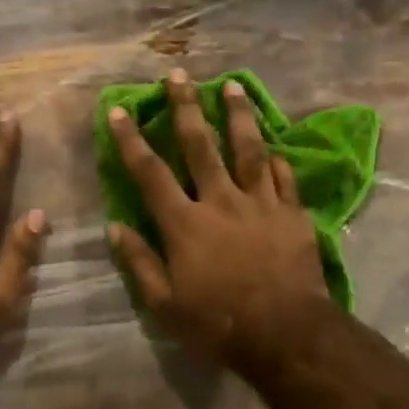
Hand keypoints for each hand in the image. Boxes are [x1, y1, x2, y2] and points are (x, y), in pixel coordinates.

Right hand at [107, 69, 329, 367]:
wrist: (285, 333)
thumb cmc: (218, 324)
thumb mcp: (165, 305)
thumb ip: (140, 263)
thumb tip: (115, 228)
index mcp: (185, 224)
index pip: (150, 173)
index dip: (131, 140)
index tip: (119, 111)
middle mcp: (221, 202)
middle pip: (200, 146)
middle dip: (186, 107)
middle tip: (178, 75)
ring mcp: (261, 204)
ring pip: (248, 149)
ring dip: (238, 115)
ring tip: (232, 86)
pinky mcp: (292, 214)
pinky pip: (284, 177)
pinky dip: (277, 159)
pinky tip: (274, 145)